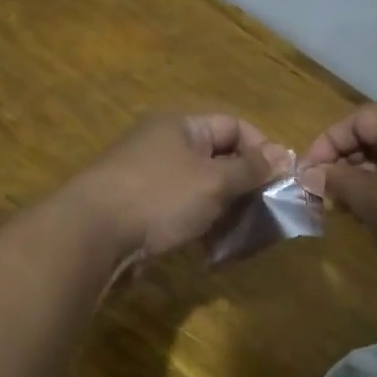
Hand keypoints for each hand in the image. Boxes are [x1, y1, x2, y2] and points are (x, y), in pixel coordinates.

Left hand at [68, 113, 289, 271]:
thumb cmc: (159, 196)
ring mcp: (150, 179)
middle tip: (267, 214)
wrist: (92, 234)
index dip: (263, 149)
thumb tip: (283, 156)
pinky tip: (213, 250)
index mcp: (181, 126)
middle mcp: (165, 146)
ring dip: (226, 211)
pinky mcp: (141, 210)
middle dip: (246, 186)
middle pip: (219, 159)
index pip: (234, 126)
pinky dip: (201, 226)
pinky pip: (182, 212)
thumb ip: (250, 169)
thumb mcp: (213, 181)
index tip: (282, 180)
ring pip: (202, 190)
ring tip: (243, 237)